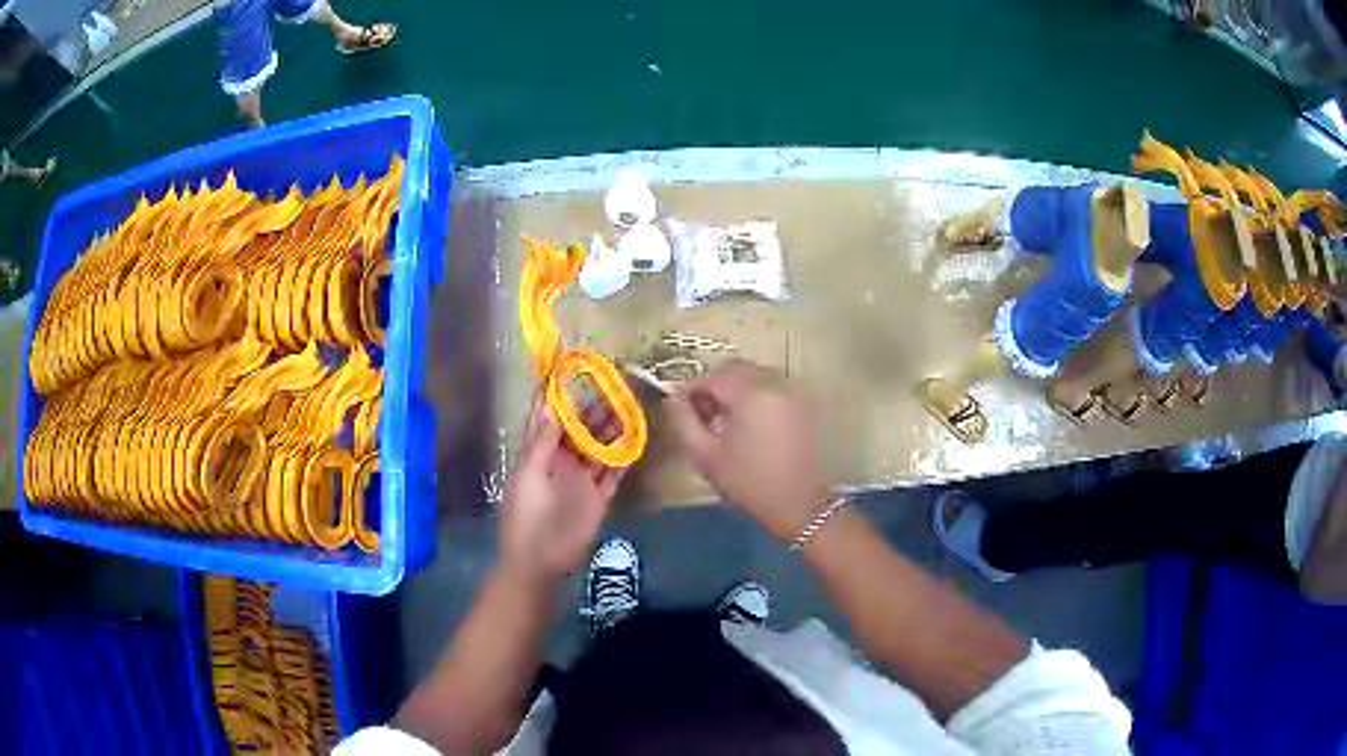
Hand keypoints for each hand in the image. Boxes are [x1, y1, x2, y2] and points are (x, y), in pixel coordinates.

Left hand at [500, 397, 625, 581]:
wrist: (540, 561)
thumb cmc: (527, 515)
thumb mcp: (530, 475)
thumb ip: (543, 443)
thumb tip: (551, 406)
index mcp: (539, 454)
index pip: (548, 419)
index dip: (556, 396)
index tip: (570, 371)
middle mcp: (561, 462)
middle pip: (579, 430)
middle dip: (594, 408)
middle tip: (615, 384)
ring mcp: (581, 480)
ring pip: (599, 448)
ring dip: (613, 429)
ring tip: (631, 406)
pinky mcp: (598, 498)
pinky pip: (613, 474)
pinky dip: (623, 458)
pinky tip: (637, 440)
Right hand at [664, 360, 831, 539]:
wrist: (799, 504)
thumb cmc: (747, 482)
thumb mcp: (705, 455)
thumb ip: (684, 420)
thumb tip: (672, 397)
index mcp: (749, 392)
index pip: (712, 376)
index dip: (691, 389)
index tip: (681, 409)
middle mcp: (773, 382)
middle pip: (735, 369)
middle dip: (714, 385)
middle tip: (703, 415)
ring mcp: (792, 391)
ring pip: (755, 375)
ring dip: (736, 388)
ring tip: (726, 421)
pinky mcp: (803, 404)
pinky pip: (772, 387)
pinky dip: (756, 395)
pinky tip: (750, 424)